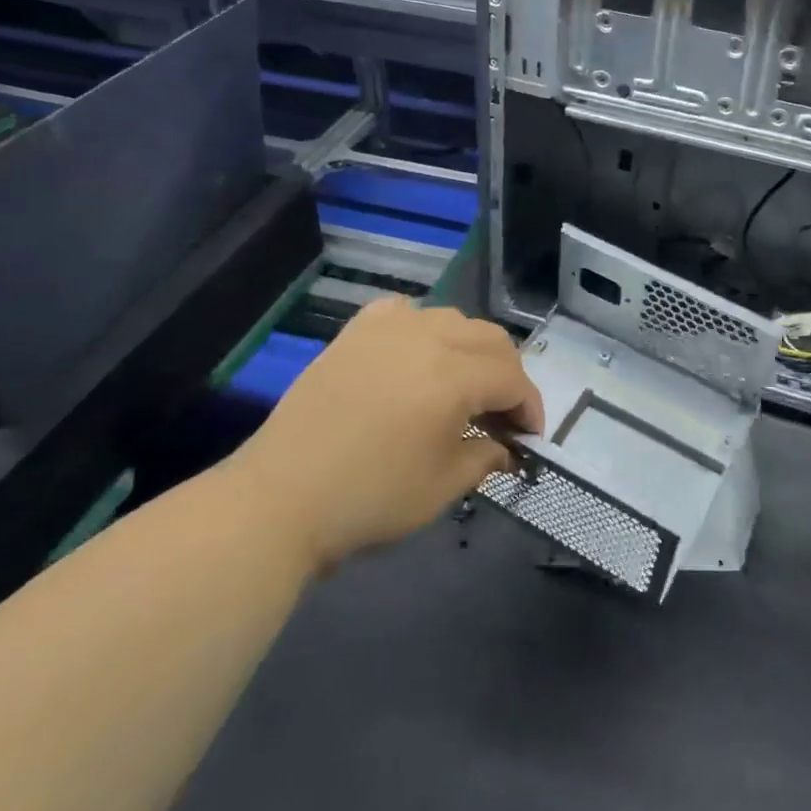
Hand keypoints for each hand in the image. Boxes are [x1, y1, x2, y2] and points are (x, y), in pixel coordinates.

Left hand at [230, 298, 541, 569]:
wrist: (280, 499)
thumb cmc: (370, 498)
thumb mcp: (443, 487)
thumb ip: (485, 456)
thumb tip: (506, 447)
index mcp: (454, 377)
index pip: (513, 379)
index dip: (530, 408)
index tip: (530, 438)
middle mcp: (427, 339)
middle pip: (491, 340)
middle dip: (508, 375)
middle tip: (502, 414)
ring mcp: (387, 330)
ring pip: (452, 319)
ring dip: (470, 349)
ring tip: (463, 384)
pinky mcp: (354, 334)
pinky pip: (403, 311)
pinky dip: (422, 327)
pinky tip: (416, 354)